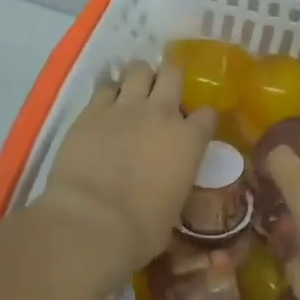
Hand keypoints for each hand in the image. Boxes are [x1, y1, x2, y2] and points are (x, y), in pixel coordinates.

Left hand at [39, 60, 217, 279]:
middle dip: (171, 77)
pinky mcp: (93, 110)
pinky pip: (104, 86)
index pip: (207, 114)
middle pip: (174, 73)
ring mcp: (126, 107)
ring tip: (134, 89)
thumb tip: (167, 184)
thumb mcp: (173, 207)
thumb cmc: (141, 230)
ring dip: (139, 76)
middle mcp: (162, 113)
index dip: (202, 118)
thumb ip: (175, 182)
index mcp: (189, 140)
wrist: (92, 222)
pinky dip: (107, 91)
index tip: (196, 126)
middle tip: (164, 90)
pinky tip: (105, 102)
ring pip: (138, 69)